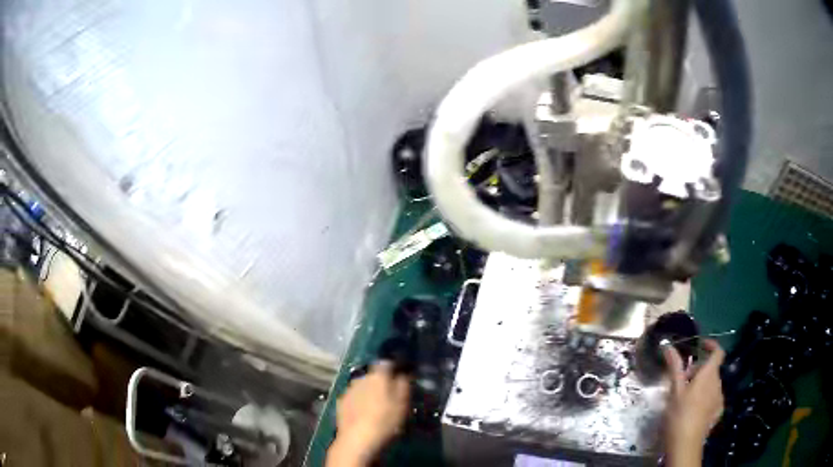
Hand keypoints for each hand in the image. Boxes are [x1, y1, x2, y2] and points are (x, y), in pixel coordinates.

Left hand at [326, 362, 409, 466]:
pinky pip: (353, 398)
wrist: (358, 439)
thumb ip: (404, 384)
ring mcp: (348, 390)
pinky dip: (359, 402)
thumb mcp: (403, 403)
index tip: (401, 376)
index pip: (386, 363)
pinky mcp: (340, 403)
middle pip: (373, 375)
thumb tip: (403, 372)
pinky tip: (364, 414)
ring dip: (369, 392)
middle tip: (390, 395)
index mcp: (378, 375)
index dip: (394, 368)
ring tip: (376, 406)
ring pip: (362, 386)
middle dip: (381, 382)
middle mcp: (361, 378)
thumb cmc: (386, 420)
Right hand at [662, 339, 724, 466]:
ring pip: (712, 384)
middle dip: (699, 371)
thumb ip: (674, 367)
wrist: (685, 444)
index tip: (701, 346)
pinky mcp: (718, 411)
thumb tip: (668, 346)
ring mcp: (719, 398)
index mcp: (708, 375)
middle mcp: (717, 383)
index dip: (711, 345)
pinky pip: (713, 398)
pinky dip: (706, 398)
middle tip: (682, 382)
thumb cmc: (679, 415)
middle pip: (711, 369)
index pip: (718, 352)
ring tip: (686, 399)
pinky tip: (694, 410)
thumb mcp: (674, 391)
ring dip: (702, 385)